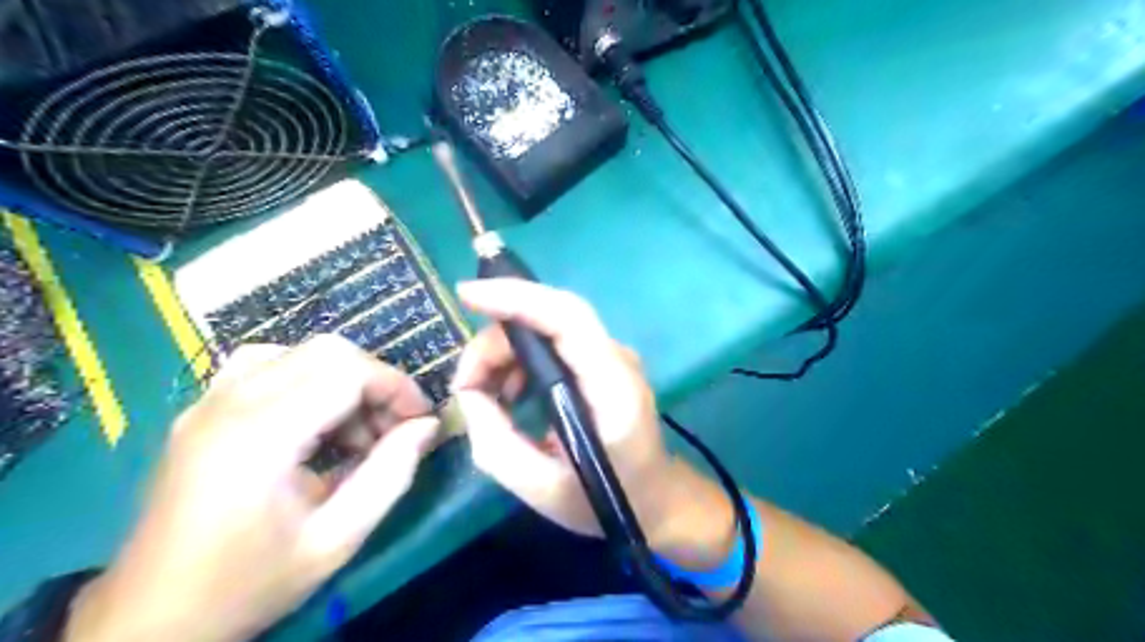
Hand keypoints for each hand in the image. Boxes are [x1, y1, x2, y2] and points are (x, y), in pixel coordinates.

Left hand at [65, 336, 439, 641]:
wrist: (150, 620)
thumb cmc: (249, 583)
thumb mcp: (337, 539)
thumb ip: (391, 475)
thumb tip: (427, 426)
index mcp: (260, 437)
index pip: (347, 372)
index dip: (396, 387)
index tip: (420, 420)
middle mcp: (229, 404)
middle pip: (326, 351)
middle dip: (374, 380)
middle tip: (392, 426)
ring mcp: (208, 403)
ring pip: (297, 351)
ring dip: (341, 378)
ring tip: (354, 428)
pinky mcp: (200, 410)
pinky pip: (265, 365)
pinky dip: (306, 378)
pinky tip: (313, 420)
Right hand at [451, 281, 716, 557]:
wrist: (656, 498)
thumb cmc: (606, 500)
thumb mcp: (541, 488)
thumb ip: (495, 442)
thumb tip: (468, 394)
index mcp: (613, 387)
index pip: (568, 318)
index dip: (517, 298)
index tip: (468, 295)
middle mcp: (616, 359)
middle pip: (550, 318)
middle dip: (497, 340)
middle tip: (465, 384)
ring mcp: (611, 357)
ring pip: (547, 328)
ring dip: (506, 352)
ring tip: (483, 394)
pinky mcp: (601, 362)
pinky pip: (554, 344)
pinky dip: (521, 361)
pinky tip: (510, 394)